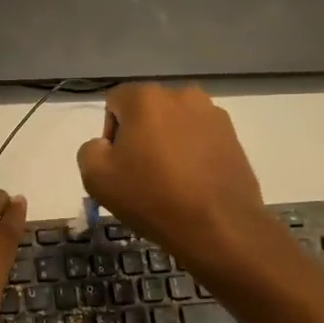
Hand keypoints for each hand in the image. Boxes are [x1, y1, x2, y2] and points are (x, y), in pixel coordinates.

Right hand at [76, 84, 274, 277]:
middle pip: (147, 111)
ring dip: (167, 143)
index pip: (114, 102)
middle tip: (141, 173)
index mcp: (146, 97)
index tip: (118, 164)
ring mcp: (212, 114)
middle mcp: (182, 95)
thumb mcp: (96, 177)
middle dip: (140, 136)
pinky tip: (192, 183)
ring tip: (170, 180)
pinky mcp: (233, 136)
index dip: (110, 133)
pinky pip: (200, 138)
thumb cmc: (151, 197)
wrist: (218, 227)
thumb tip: (107, 145)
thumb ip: (90, 149)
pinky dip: (192, 153)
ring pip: (175, 124)